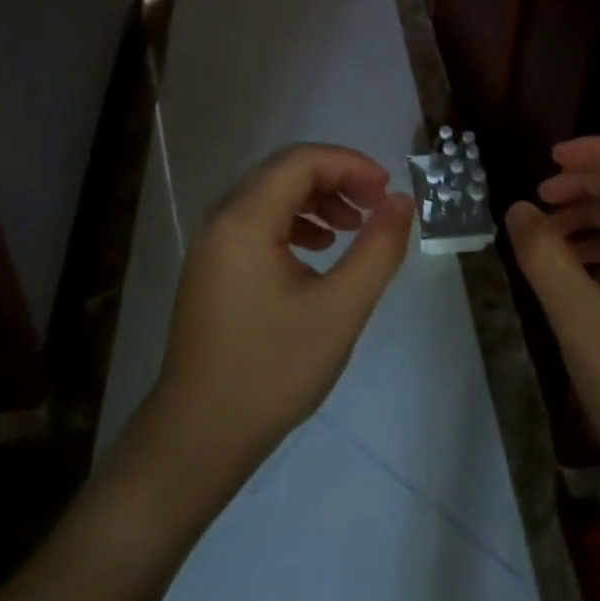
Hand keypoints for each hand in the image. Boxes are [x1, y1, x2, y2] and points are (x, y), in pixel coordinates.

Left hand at [147, 144, 412, 493]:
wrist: (198, 439)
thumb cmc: (271, 372)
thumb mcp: (339, 310)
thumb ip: (378, 249)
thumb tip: (402, 201)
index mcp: (244, 220)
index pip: (301, 161)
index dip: (350, 164)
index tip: (387, 192)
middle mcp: (221, 220)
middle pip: (284, 172)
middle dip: (336, 179)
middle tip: (376, 206)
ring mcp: (211, 245)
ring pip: (271, 196)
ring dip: (317, 200)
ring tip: (353, 229)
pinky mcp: (212, 269)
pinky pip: (258, 224)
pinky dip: (294, 224)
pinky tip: (318, 252)